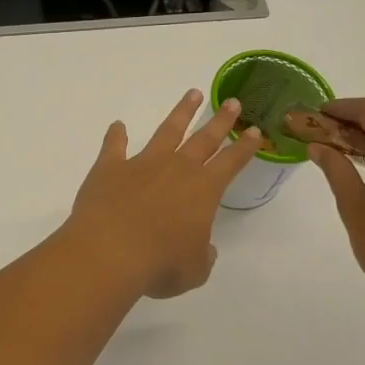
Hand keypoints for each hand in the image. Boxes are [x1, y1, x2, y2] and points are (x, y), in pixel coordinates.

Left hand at [63, 90, 263, 299]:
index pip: (230, 163)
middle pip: (204, 138)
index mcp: (203, 191)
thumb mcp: (193, 270)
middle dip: (221, 120)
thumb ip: (202, 256)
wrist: (109, 252)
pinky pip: (114, 145)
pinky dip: (115, 135)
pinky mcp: (109, 167)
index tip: (255, 131)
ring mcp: (141, 164)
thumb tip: (203, 248)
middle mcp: (176, 169)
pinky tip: (117, 125)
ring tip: (192, 94)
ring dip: (181, 112)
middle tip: (233, 102)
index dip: (245, 148)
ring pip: (166, 131)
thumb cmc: (159, 265)